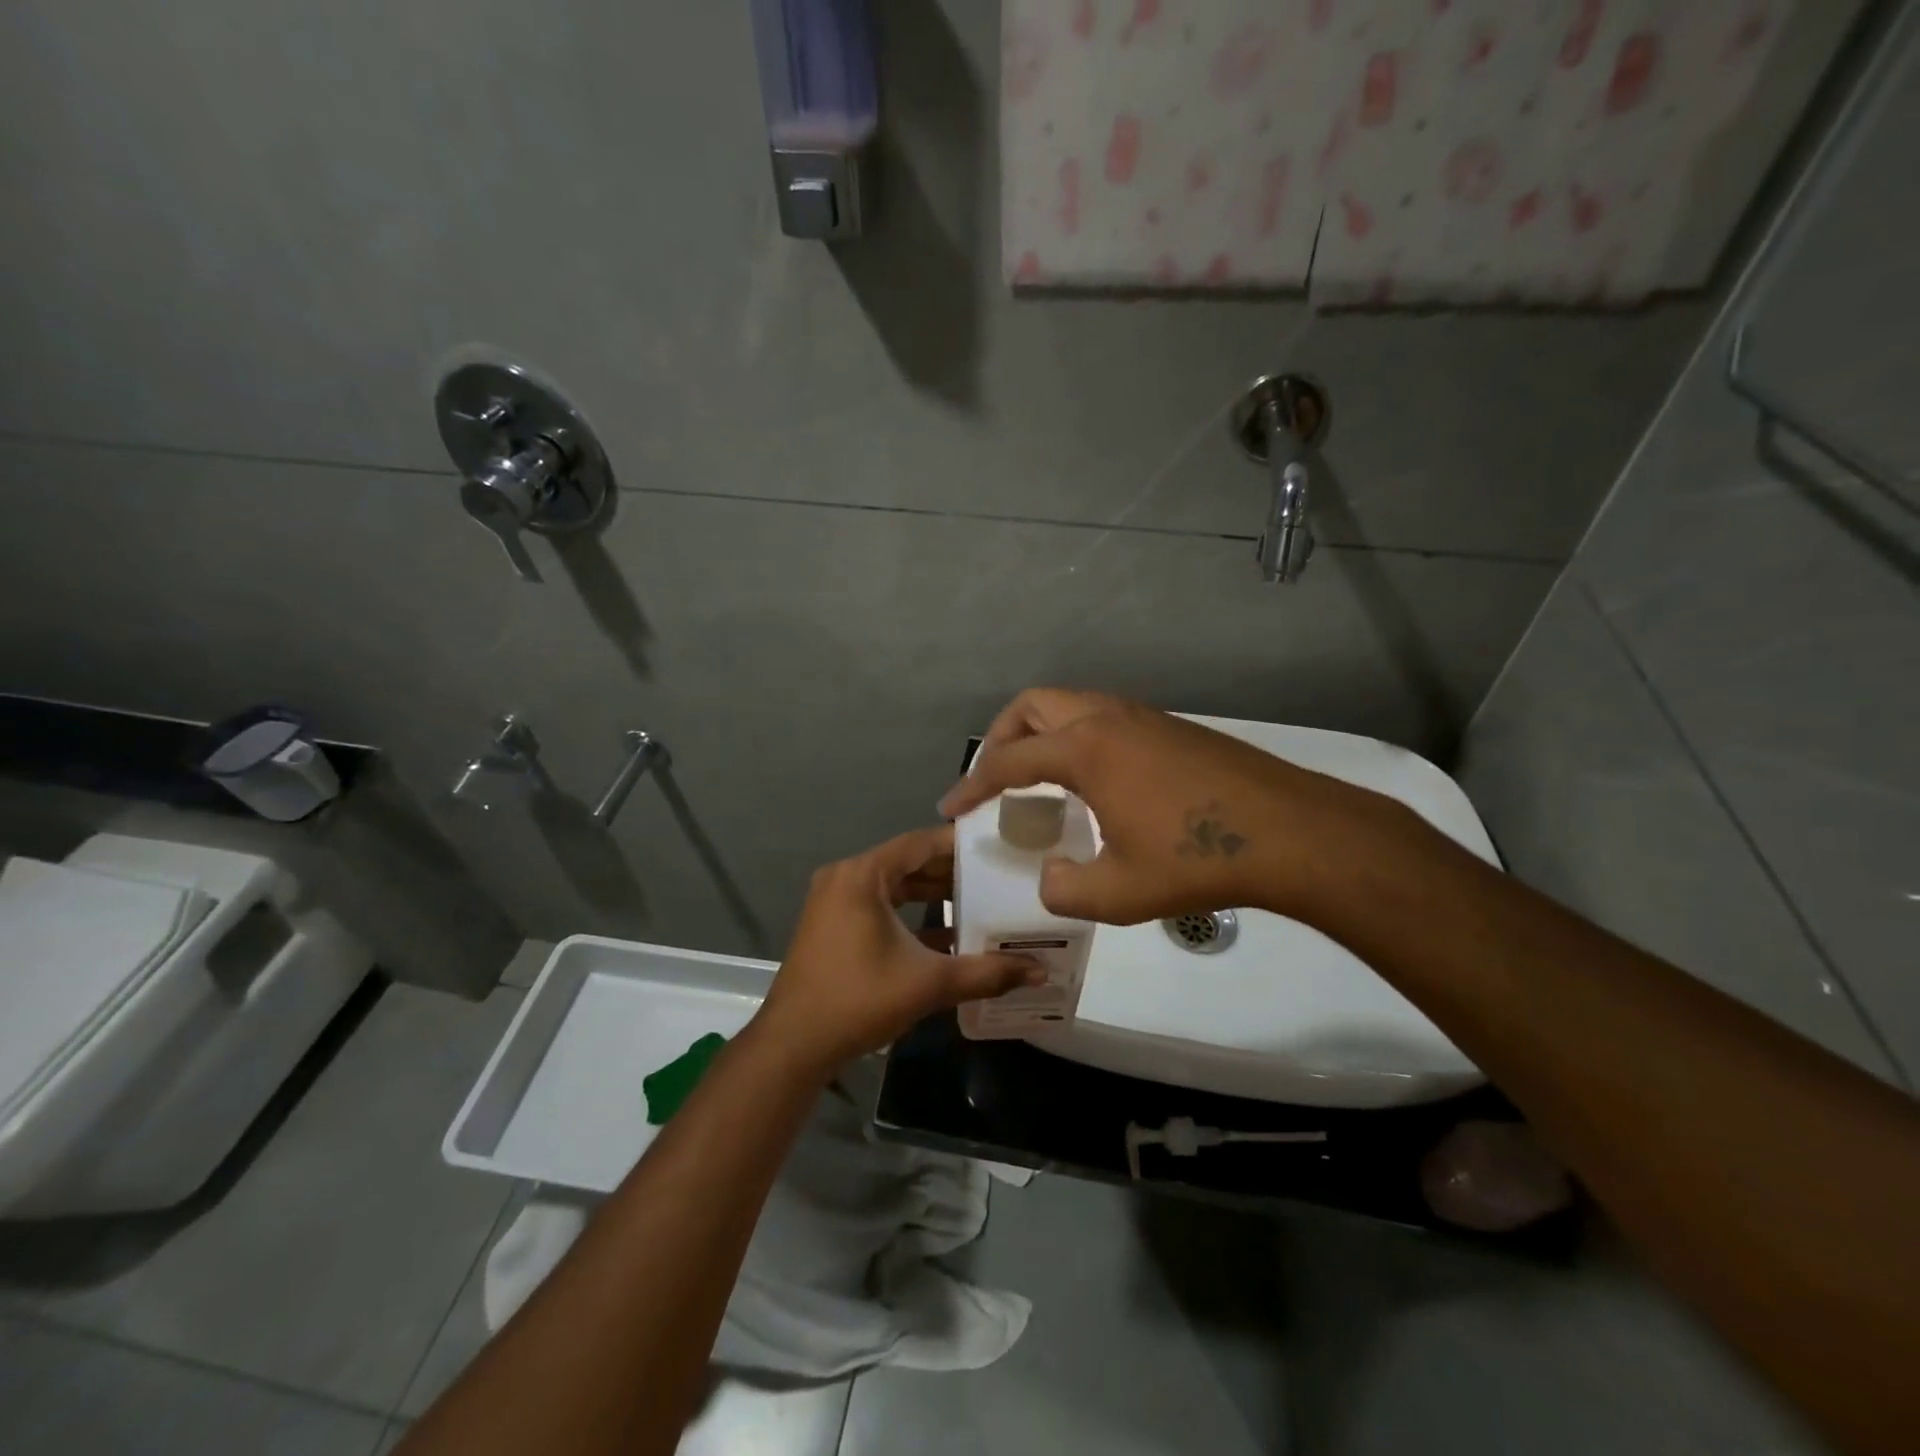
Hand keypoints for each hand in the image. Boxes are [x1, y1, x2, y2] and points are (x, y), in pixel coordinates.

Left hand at [752, 826, 1039, 1076]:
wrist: (794, 1045)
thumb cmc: (859, 1000)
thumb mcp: (928, 983)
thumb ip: (986, 972)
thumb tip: (1040, 971)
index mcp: (862, 875)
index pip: (919, 843)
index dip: (959, 844)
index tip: (996, 846)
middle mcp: (845, 878)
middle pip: (907, 862)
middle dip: (950, 871)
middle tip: (996, 875)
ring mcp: (833, 902)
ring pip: (893, 886)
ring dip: (931, 894)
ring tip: (979, 900)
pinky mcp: (831, 925)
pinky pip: (878, 906)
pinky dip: (909, 915)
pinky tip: (947, 935)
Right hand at [938, 688, 1409, 925]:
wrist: (1292, 833)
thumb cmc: (1198, 859)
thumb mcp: (1120, 893)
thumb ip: (1066, 889)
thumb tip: (1052, 877)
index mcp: (1086, 750)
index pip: (1009, 760)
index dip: (973, 784)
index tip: (951, 808)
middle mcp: (1108, 719)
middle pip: (1033, 705)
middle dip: (1001, 737)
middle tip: (993, 777)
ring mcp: (1144, 718)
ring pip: (1072, 704)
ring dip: (1042, 732)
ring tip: (1038, 777)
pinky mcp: (1172, 728)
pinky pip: (1104, 717)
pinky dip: (1078, 737)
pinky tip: (1094, 781)